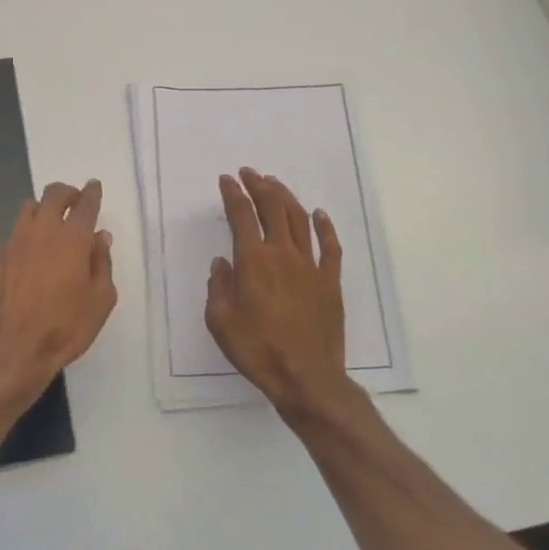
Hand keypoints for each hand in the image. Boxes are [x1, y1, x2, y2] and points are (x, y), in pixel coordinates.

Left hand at [0, 179, 117, 406]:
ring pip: (27, 210)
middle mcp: (41, 232)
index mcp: (72, 238)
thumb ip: (101, 263)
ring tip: (50, 224)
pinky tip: (28, 260)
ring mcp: (13, 244)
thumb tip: (100, 237)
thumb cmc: (65, 327)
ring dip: (42, 209)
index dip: (91, 192)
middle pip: (52, 195)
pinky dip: (25, 240)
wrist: (12, 350)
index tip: (94, 187)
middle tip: (74, 201)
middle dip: (66, 192)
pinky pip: (13, 239)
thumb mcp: (101, 300)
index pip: (84, 204)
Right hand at [205, 169, 354, 417]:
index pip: (241, 216)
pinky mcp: (330, 282)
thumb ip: (218, 287)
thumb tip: (222, 263)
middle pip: (273, 208)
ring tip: (275, 184)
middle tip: (249, 173)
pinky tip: (319, 214)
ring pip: (299, 220)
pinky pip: (330, 246)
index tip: (226, 180)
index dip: (233, 194)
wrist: (306, 376)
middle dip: (259, 186)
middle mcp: (283, 254)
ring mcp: (311, 266)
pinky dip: (324, 226)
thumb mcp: (220, 321)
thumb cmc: (257, 350)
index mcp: (254, 261)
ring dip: (286, 197)